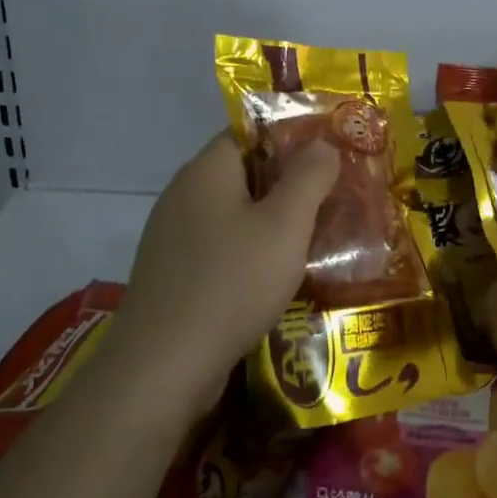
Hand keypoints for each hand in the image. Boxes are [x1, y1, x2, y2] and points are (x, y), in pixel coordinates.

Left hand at [114, 133, 338, 400]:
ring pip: (232, 214)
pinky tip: (276, 275)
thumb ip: (308, 177)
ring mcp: (172, 237)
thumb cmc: (232, 282)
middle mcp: (182, 195)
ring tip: (314, 236)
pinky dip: (249, 251)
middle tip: (332, 197)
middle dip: (287, 183)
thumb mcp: (284, 225)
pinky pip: (219, 247)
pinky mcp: (172, 274)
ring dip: (270, 222)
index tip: (328, 153)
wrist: (164, 365)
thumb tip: (323, 143)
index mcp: (206, 171)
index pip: (248, 132)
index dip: (290, 136)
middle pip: (242, 173)